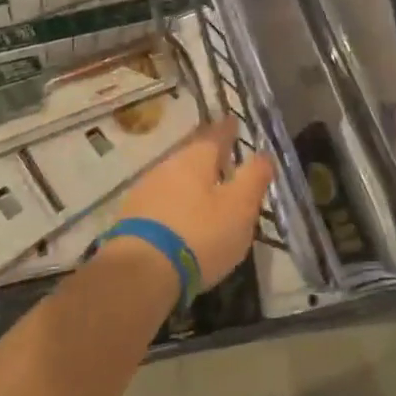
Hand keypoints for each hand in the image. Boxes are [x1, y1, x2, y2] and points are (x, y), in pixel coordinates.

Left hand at [112, 117, 272, 287]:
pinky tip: (180, 218)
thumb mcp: (239, 207)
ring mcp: (145, 192)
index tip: (233, 121)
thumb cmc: (199, 235)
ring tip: (204, 190)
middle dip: (207, 155)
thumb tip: (264, 154)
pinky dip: (175, 205)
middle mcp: (167, 166)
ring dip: (190, 182)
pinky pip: (161, 202)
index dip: (227, 129)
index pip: (216, 135)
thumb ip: (254, 178)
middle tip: (222, 157)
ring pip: (174, 178)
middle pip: (191, 154)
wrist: (139, 274)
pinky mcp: (130, 219)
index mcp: (195, 159)